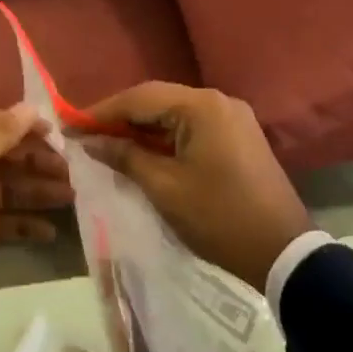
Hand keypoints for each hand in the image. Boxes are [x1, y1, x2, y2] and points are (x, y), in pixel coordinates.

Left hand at [0, 105, 69, 334]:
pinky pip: (5, 222)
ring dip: (37, 190)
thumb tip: (29, 107)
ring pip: (7, 189)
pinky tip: (51, 231)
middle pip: (1, 154)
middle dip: (34, 159)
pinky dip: (27, 224)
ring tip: (70, 197)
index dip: (16, 123)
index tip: (50, 133)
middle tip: (69, 170)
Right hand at [79, 83, 309, 291]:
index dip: (101, 112)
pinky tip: (141, 153)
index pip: (139, 98)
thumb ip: (124, 157)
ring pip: (173, 115)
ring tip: (106, 146)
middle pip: (157, 101)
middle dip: (119, 118)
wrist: (283, 253)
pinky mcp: (237, 137)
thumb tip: (89, 141)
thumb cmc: (218, 218)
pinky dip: (164, 138)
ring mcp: (232, 118)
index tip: (70, 126)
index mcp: (202, 107)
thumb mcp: (164, 188)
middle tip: (84, 136)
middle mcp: (218, 102)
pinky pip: (191, 128)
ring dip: (141, 129)